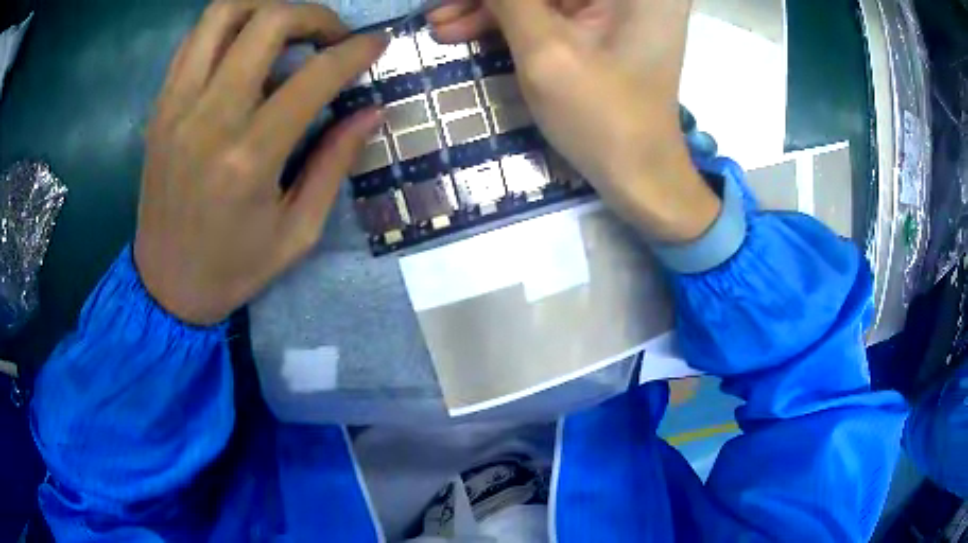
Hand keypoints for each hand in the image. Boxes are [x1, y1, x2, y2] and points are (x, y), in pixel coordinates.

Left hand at [135, 0, 386, 324]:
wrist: (165, 285)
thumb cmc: (233, 268)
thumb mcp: (297, 231)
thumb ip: (334, 163)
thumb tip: (371, 110)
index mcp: (249, 158)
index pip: (314, 75)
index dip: (355, 51)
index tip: (377, 44)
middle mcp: (208, 118)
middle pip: (267, 22)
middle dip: (313, 15)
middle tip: (330, 37)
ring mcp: (176, 107)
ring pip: (222, 15)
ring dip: (266, 9)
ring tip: (287, 31)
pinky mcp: (160, 107)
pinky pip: (195, 40)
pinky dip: (229, 29)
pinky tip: (246, 50)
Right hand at [429, 0, 720, 242]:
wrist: (640, 175)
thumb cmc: (601, 117)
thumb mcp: (545, 49)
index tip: (450, 2)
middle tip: (438, 10)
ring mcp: (623, 7)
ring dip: (493, 8)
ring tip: (441, 24)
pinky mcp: (609, 26)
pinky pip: (553, 12)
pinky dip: (514, 21)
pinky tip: (470, 30)